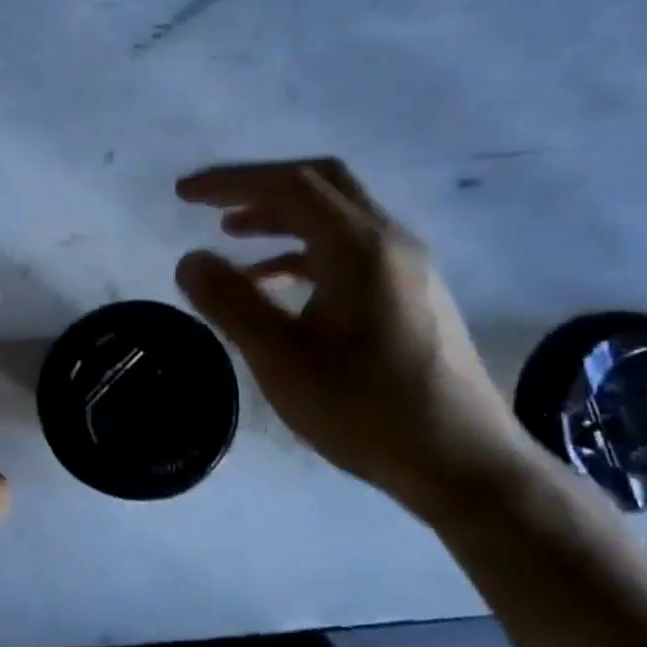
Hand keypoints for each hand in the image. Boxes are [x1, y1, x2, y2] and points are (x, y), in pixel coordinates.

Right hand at [174, 157, 530, 508]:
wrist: (463, 465)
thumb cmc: (366, 411)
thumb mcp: (282, 360)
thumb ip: (231, 302)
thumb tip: (190, 259)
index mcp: (360, 248)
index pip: (289, 186)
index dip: (230, 181)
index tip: (182, 194)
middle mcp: (390, 242)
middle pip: (319, 186)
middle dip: (258, 187)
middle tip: (209, 204)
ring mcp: (406, 268)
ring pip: (335, 218)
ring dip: (279, 219)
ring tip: (231, 237)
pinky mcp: (410, 294)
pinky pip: (347, 252)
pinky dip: (302, 252)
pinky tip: (274, 284)